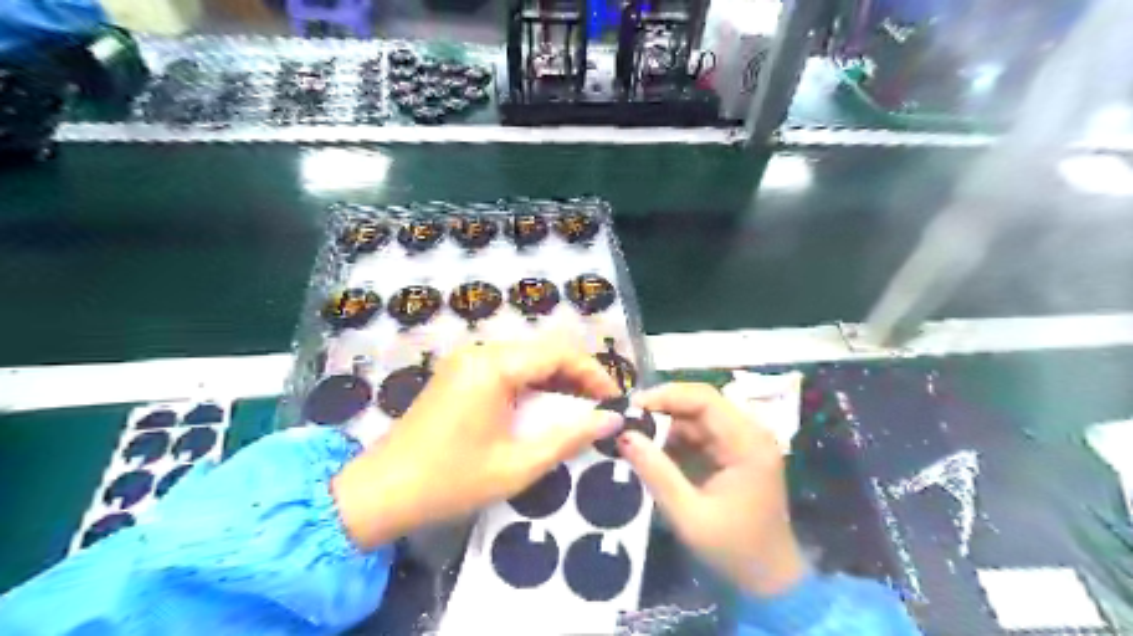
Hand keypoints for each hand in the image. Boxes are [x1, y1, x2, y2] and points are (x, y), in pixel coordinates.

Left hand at [332, 338, 623, 550]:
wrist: (380, 492)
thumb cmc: (450, 481)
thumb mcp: (518, 465)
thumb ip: (569, 437)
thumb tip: (611, 419)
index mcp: (495, 366)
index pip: (560, 353)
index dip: (594, 374)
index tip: (614, 401)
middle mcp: (481, 351)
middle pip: (545, 350)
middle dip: (577, 376)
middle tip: (598, 409)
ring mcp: (467, 360)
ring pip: (527, 357)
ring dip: (555, 380)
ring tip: (576, 411)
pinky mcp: (459, 372)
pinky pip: (507, 367)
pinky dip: (531, 384)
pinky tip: (541, 410)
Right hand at [619, 384, 803, 597]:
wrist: (769, 581)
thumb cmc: (733, 550)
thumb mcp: (688, 515)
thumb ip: (656, 472)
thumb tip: (624, 435)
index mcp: (748, 443)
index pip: (704, 399)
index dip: (666, 396)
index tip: (631, 407)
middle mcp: (750, 433)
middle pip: (702, 402)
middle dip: (663, 408)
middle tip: (627, 420)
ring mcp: (744, 442)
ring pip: (699, 416)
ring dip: (667, 423)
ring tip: (634, 435)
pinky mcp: (736, 453)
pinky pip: (702, 433)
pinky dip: (676, 438)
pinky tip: (654, 449)